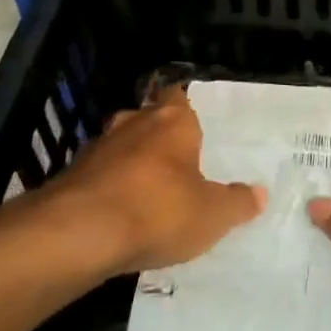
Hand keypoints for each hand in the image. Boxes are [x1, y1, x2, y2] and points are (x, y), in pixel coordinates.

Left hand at [49, 85, 265, 275]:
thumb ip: (237, 203)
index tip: (196, 129)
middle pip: (149, 119)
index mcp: (172, 122)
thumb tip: (259, 194)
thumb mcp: (212, 215)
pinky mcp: (71, 176)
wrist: (77, 233)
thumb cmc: (158, 211)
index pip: (179, 97)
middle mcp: (133, 123)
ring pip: (121, 147)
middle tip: (178, 163)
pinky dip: (109, 188)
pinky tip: (118, 215)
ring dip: (132, 164)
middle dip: (160, 138)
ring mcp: (97, 148)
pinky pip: (99, 175)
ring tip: (148, 192)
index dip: (187, 110)